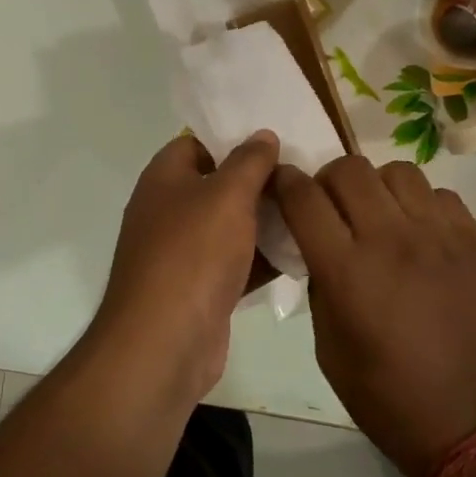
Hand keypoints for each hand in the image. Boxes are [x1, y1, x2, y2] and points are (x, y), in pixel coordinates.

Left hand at [92, 131, 279, 402]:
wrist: (166, 341)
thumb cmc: (193, 254)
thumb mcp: (227, 195)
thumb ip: (249, 161)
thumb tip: (262, 134)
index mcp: (164, 180)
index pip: (196, 144)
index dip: (232, 140)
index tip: (275, 144)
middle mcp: (168, 212)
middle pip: (217, 186)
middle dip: (258, 183)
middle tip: (304, 177)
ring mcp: (183, 254)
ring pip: (230, 227)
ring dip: (265, 223)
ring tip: (311, 211)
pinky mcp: (201, 290)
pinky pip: (236, 264)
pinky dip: (262, 260)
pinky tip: (301, 253)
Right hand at [273, 156, 475, 476]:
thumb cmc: (389, 399)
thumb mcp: (329, 351)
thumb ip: (321, 287)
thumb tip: (322, 250)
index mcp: (347, 271)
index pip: (304, 198)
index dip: (284, 182)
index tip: (280, 184)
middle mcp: (392, 240)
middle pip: (349, 169)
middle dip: (327, 179)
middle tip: (328, 205)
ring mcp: (439, 236)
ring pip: (397, 171)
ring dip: (375, 185)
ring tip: (377, 215)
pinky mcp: (475, 242)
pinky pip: (440, 194)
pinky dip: (419, 203)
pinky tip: (418, 232)